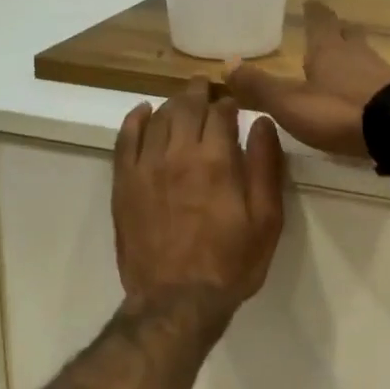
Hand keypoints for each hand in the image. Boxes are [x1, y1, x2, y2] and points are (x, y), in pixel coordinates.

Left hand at [112, 77, 285, 314]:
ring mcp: (146, 167)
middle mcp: (178, 153)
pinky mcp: (123, 183)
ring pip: (158, 118)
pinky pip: (125, 139)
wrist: (176, 301)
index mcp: (216, 159)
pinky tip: (142, 112)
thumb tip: (261, 122)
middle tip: (206, 87)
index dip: (229, 103)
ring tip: (182, 100)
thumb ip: (265, 166)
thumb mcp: (266, 220)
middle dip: (199, 93)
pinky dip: (134, 120)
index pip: (221, 112)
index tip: (234, 105)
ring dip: (172, 103)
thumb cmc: (230, 263)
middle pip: (186, 106)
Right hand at [224, 1, 389, 157]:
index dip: (314, 13)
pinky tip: (364, 95)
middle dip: (338, 31)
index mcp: (329, 50)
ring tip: (345, 63)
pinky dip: (368, 82)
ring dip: (354, 57)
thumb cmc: (338, 111)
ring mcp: (382, 74)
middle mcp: (357, 55)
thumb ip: (259, 86)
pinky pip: (379, 81)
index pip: (320, 22)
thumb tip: (227, 62)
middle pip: (348, 35)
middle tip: (332, 29)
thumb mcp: (290, 102)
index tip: (311, 3)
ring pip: (365, 56)